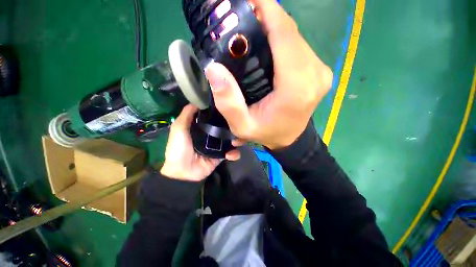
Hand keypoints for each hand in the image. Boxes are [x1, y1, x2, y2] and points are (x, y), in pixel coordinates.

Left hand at [160, 105, 240, 180]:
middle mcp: (211, 134)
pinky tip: (231, 154)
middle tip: (240, 124)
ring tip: (237, 141)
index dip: (221, 112)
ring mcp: (217, 145)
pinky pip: (231, 153)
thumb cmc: (178, 148)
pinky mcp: (221, 155)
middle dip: (234, 126)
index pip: (214, 116)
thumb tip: (198, 101)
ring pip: (231, 139)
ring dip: (237, 140)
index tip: (230, 106)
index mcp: (202, 127)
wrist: (182, 172)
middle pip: (225, 127)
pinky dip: (234, 154)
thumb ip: (186, 114)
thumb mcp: (179, 128)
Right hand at [205, 0, 332, 149]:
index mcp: (296, 88)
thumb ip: (228, 102)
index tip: (247, 0)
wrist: (289, 139)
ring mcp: (320, 72)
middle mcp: (314, 74)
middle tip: (242, 16)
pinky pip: (299, 47)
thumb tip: (214, 69)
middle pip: (290, 32)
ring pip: (295, 37)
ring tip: (252, 30)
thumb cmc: (267, 134)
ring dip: (274, 28)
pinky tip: (268, 45)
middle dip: (267, 17)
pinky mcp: (318, 72)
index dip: (267, 9)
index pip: (285, 35)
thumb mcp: (242, 126)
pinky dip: (282, 40)